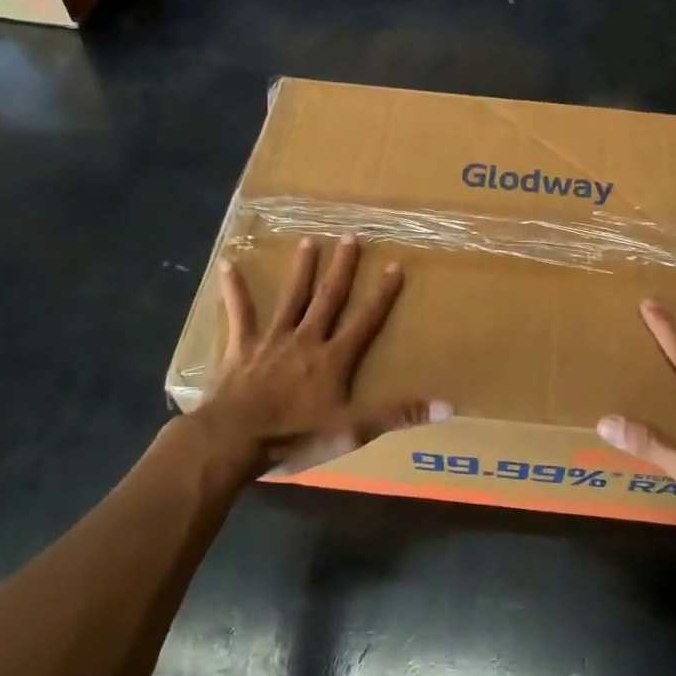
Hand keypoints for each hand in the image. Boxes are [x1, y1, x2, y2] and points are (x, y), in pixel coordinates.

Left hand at [196, 235, 449, 476]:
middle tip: (350, 236)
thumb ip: (397, 415)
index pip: (365, 320)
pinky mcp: (241, 348)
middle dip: (342, 268)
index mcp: (334, 358)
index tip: (395, 265)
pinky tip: (227, 264)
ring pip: (291, 298)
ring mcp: (272, 340)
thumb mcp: (353, 430)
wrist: (234, 439)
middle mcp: (306, 339)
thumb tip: (447, 406)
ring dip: (301, 269)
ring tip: (308, 241)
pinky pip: (239, 314)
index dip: (382, 294)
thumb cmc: (295, 435)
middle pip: (328, 298)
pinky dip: (234, 290)